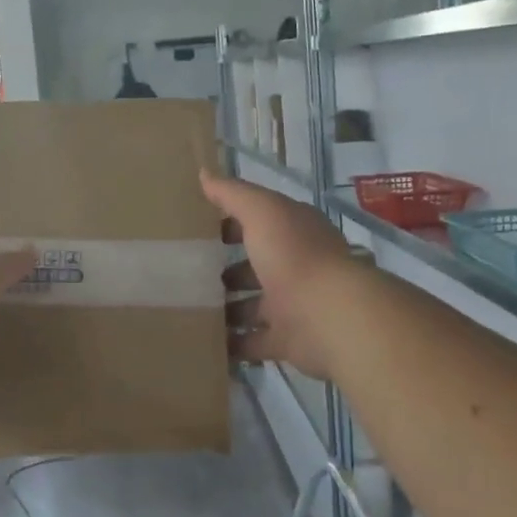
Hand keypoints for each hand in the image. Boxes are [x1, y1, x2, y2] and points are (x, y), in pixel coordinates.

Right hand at [200, 170, 359, 379]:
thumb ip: (233, 194)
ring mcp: (292, 305)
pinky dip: (232, 344)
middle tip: (187, 276)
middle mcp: (295, 266)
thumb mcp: (261, 211)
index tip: (196, 231)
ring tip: (187, 310)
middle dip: (225, 271)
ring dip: (226, 309)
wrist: (330, 316)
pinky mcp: (287, 340)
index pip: (259, 222)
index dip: (230, 224)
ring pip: (252, 306)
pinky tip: (202, 342)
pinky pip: (253, 342)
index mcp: (293, 232)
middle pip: (255, 267)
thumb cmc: (294, 254)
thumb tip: (204, 173)